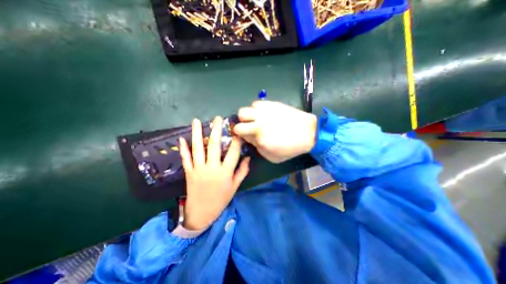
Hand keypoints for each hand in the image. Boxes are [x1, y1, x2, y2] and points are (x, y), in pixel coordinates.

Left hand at [179, 117, 249, 228]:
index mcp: (225, 172)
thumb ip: (242, 171)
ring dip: (196, 133)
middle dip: (216, 130)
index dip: (236, 140)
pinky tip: (181, 138)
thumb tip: (248, 157)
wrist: (201, 213)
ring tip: (196, 121)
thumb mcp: (235, 186)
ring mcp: (198, 169)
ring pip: (197, 148)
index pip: (233, 152)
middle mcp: (212, 168)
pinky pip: (185, 158)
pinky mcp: (189, 172)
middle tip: (217, 118)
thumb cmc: (221, 199)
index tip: (237, 131)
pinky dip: (183, 148)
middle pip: (213, 145)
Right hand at [233, 101, 315, 162]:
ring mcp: (265, 111)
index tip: (244, 136)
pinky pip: (256, 104)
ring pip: (246, 108)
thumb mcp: (272, 156)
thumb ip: (257, 148)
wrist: (308, 133)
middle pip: (239, 116)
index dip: (240, 135)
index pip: (239, 132)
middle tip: (247, 127)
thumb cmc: (291, 148)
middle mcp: (259, 122)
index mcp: (259, 137)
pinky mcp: (271, 104)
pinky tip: (263, 114)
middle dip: (240, 123)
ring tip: (255, 120)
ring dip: (247, 115)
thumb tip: (250, 139)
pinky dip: (256, 109)